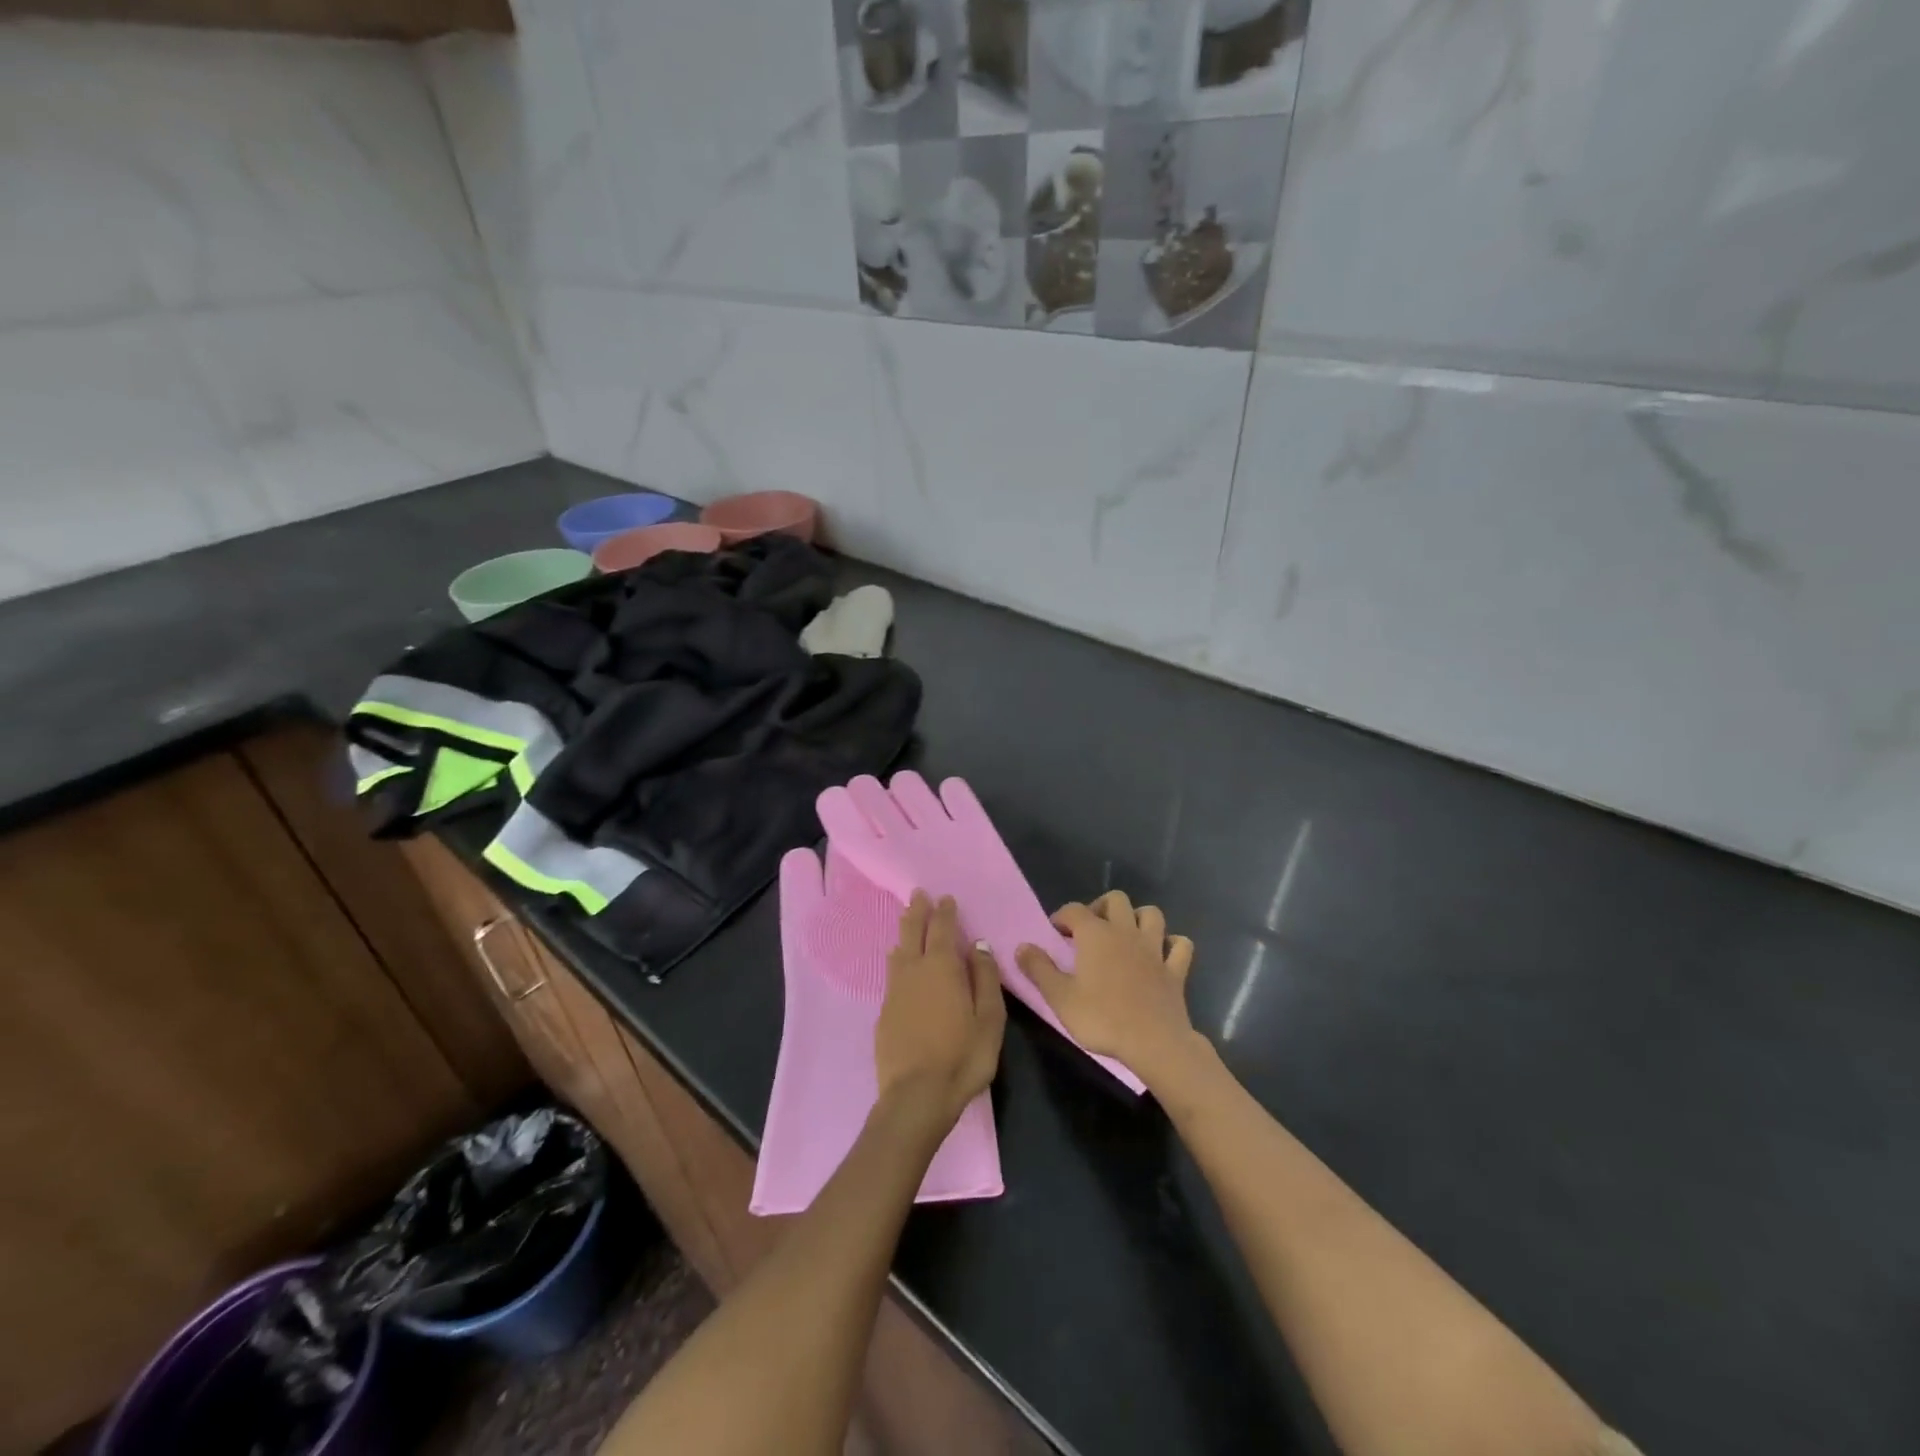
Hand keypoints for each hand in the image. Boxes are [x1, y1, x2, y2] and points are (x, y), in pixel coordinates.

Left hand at [875, 892, 1005, 1137]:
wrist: (915, 1096)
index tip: (945, 898)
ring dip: (904, 931)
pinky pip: (891, 972)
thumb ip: (984, 978)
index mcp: (943, 967)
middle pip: (914, 932)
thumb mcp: (989, 1018)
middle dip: (918, 911)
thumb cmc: (962, 1057)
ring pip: (899, 950)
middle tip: (919, 894)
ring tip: (907, 919)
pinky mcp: (884, 1012)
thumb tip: (979, 946)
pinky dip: (897, 958)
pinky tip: (897, 960)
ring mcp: (895, 991)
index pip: (943, 929)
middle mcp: (914, 970)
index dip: (945, 912)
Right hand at [1016, 891, 1201, 1088]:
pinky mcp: (1175, 969)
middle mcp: (1125, 932)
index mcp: (1095, 935)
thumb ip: (1038, 968)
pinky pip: (1180, 945)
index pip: (1074, 910)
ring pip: (1151, 914)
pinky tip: (1163, 953)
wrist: (1153, 1043)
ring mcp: (1154, 949)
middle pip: (1116, 900)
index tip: (1055, 932)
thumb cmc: (1102, 1018)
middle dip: (1101, 907)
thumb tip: (1021, 946)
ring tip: (1125, 934)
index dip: (1062, 916)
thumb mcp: (1059, 997)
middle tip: (1090, 929)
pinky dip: (1172, 944)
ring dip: (1138, 918)